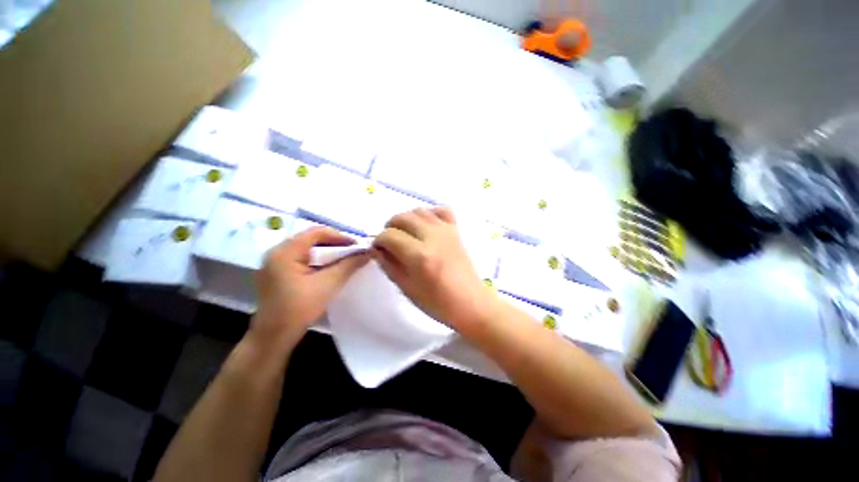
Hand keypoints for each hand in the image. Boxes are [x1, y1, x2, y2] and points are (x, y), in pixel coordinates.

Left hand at [253, 227, 369, 348]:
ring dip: (327, 252)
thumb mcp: (328, 284)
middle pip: (310, 239)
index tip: (357, 245)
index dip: (339, 236)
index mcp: (285, 252)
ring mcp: (274, 264)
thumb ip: (349, 265)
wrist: (273, 338)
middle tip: (353, 251)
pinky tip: (329, 267)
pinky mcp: (277, 274)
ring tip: (345, 258)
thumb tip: (368, 253)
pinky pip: (301, 259)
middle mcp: (276, 253)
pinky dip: (318, 260)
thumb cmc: (299, 309)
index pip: (316, 232)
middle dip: (335, 243)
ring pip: (306, 249)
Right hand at [372, 207, 496, 327]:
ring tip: (405, 234)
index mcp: (419, 255)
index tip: (379, 249)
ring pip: (419, 210)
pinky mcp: (456, 230)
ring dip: (407, 219)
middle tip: (390, 242)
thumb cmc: (437, 303)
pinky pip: (441, 210)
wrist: (470, 302)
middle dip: (390, 227)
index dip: (379, 241)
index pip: (389, 235)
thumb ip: (389, 265)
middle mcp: (432, 236)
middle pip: (402, 217)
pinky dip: (430, 214)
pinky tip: (426, 226)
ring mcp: (446, 231)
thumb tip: (377, 249)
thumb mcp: (406, 288)